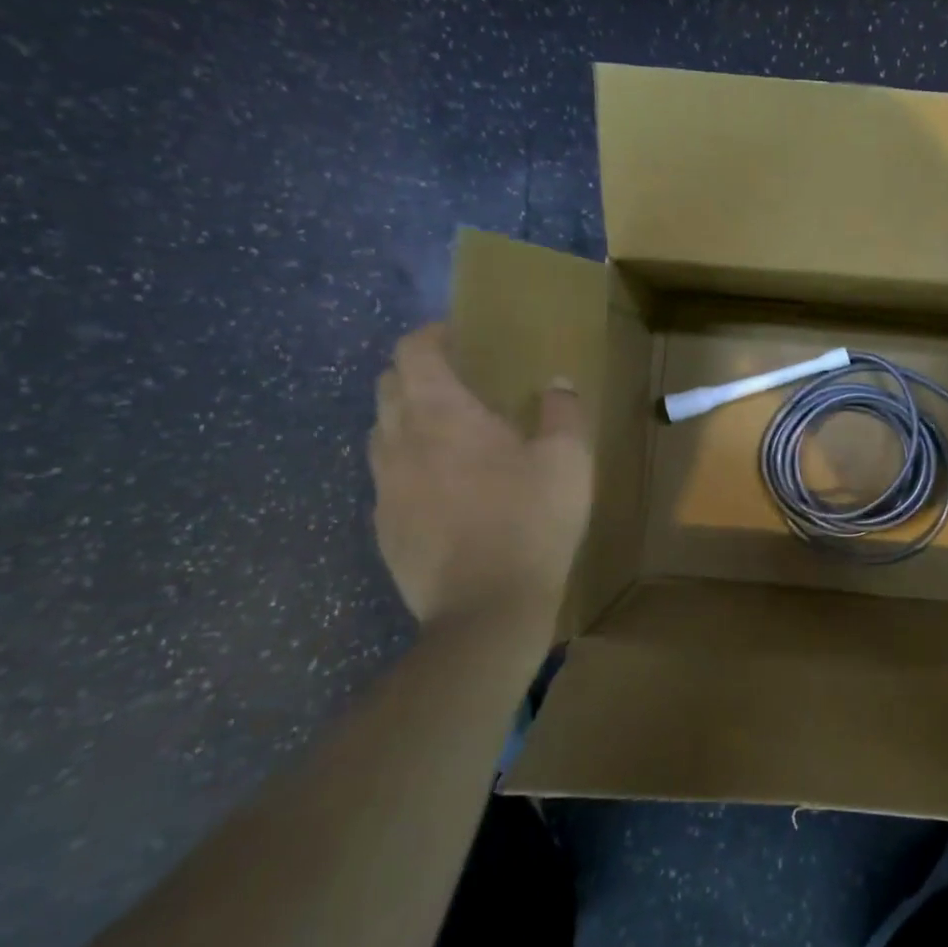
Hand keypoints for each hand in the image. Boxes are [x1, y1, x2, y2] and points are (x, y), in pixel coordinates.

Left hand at [368, 324, 592, 629]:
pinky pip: (386, 478)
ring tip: (447, 433)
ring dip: (406, 419)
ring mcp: (384, 488)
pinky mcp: (382, 528)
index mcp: (441, 414)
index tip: (458, 336)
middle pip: (387, 387)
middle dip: (415, 373)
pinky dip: (407, 465)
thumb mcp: (568, 460)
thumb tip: (556, 383)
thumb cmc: (530, 521)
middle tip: (456, 381)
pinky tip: (442, 488)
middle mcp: (400, 441)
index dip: (431, 335)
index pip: (413, 352)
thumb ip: (562, 412)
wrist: (486, 611)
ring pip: (380, 433)